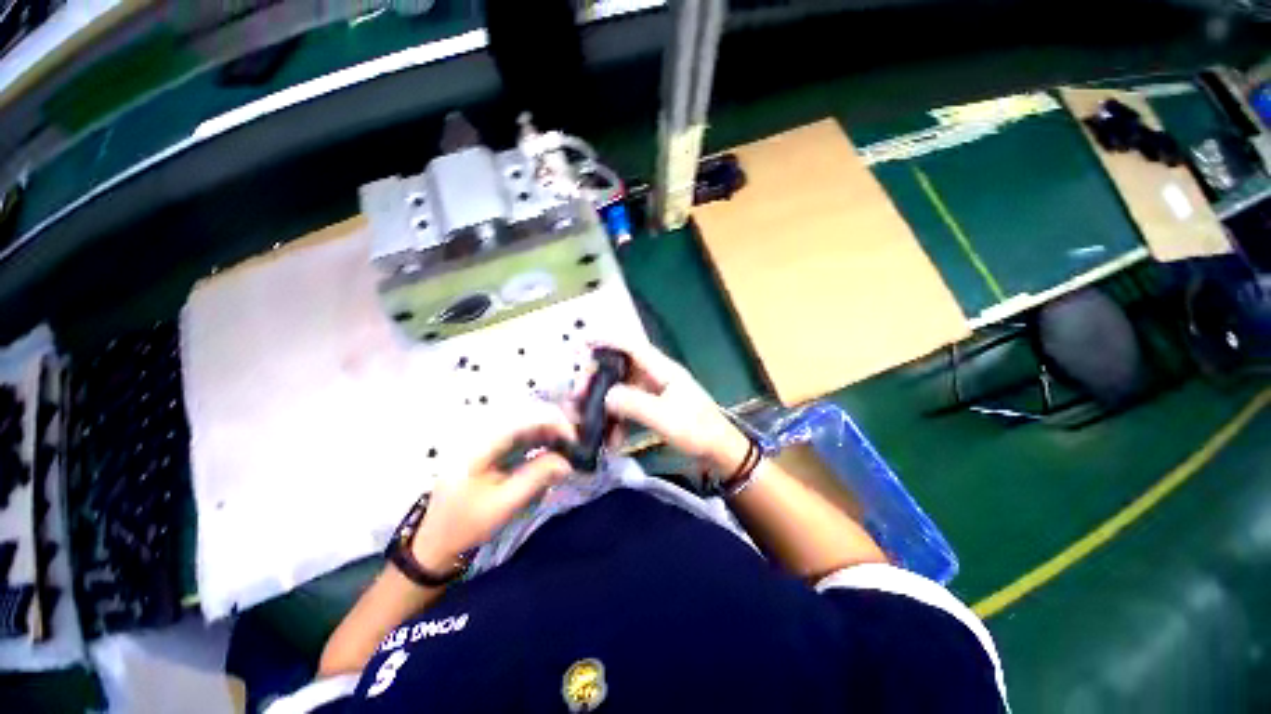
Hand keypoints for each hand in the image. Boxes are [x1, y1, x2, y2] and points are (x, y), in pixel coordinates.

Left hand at [410, 404, 575, 571]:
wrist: (435, 543)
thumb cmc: (465, 525)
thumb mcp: (503, 504)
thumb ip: (537, 477)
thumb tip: (568, 461)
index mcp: (480, 444)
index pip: (523, 418)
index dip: (553, 421)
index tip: (575, 438)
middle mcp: (484, 434)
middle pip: (526, 416)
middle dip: (556, 424)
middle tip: (578, 441)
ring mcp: (487, 440)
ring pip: (526, 424)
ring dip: (550, 431)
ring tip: (571, 445)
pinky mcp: (492, 449)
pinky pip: (522, 436)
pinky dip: (541, 440)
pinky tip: (554, 450)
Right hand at [594, 340, 750, 474]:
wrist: (720, 453)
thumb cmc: (697, 431)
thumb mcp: (665, 418)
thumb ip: (634, 404)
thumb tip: (604, 395)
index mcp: (663, 370)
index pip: (632, 347)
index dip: (607, 341)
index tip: (582, 344)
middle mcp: (656, 377)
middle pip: (621, 368)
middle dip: (598, 379)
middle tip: (578, 395)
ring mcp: (655, 394)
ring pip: (622, 391)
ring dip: (605, 404)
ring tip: (587, 421)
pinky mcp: (654, 410)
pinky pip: (629, 409)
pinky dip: (617, 421)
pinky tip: (610, 440)